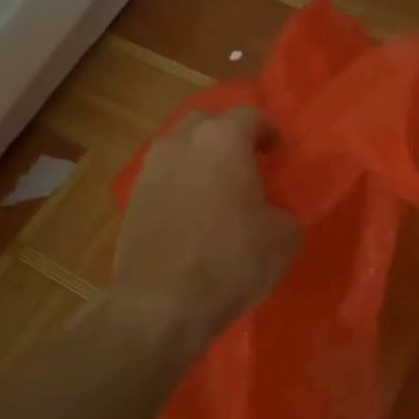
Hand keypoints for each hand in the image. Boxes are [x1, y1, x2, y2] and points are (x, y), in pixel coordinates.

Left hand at [113, 107, 299, 357]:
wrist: (163, 302)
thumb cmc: (232, 261)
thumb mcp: (285, 236)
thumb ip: (283, 208)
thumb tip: (270, 209)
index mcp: (224, 140)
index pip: (251, 116)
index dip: (269, 133)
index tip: (278, 155)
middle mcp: (183, 141)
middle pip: (209, 122)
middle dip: (229, 137)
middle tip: (246, 165)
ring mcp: (152, 167)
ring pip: (180, 146)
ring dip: (200, 158)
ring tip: (216, 187)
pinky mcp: (133, 196)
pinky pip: (163, 175)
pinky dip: (180, 182)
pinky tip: (191, 211)